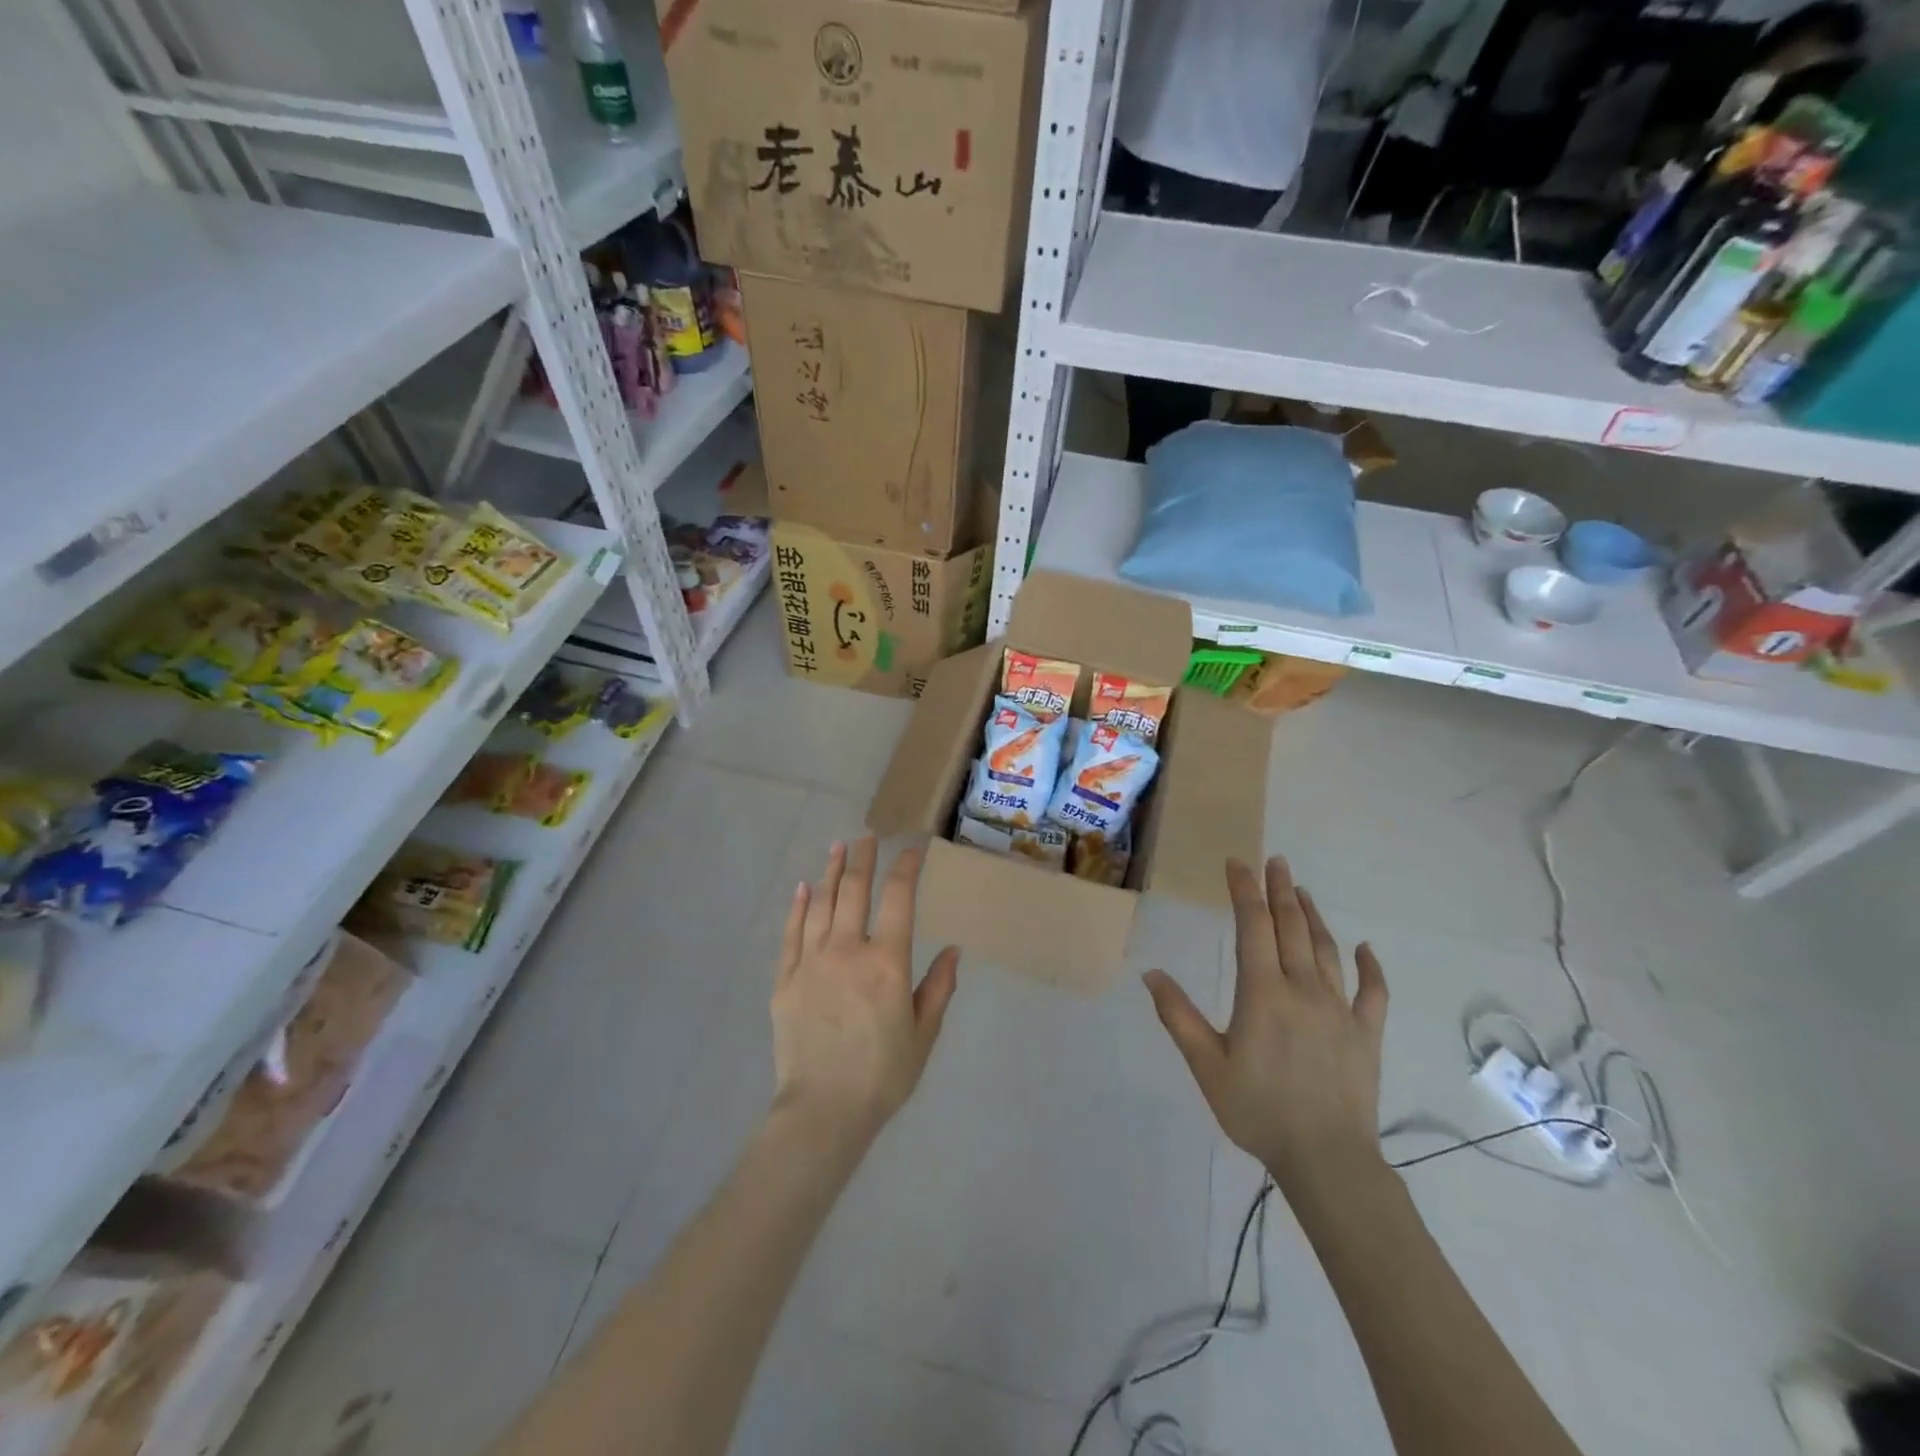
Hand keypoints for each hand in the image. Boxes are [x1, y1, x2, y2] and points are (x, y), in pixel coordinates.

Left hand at [770, 838, 959, 1149]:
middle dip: (864, 858)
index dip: (906, 867)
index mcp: (886, 961)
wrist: (822, 1111)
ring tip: (838, 847)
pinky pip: (791, 933)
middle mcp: (847, 950)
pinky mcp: (785, 980)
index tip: (913, 849)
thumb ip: (938, 988)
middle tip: (868, 835)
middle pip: (855, 890)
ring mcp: (811, 962)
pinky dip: (799, 907)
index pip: (898, 898)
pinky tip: (803, 889)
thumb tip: (953, 950)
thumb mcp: (923, 1034)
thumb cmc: (882, 1076)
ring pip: (822, 904)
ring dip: (831, 872)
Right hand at [1145, 857, 1388, 1195]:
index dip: (1244, 890)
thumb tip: (1152, 973)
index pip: (1254, 926)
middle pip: (1292, 927)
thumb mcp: (1206, 1065)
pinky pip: (1373, 993)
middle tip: (1275, 861)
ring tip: (1302, 892)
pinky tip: (1365, 950)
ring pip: (1328, 950)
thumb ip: (1178, 1016)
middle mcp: (1303, 989)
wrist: (1326, 1159)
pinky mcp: (1366, 1034)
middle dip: (1280, 890)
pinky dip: (1370, 968)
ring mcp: (1340, 1010)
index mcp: (1263, 992)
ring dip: (1314, 917)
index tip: (1238, 863)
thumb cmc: (1258, 1110)